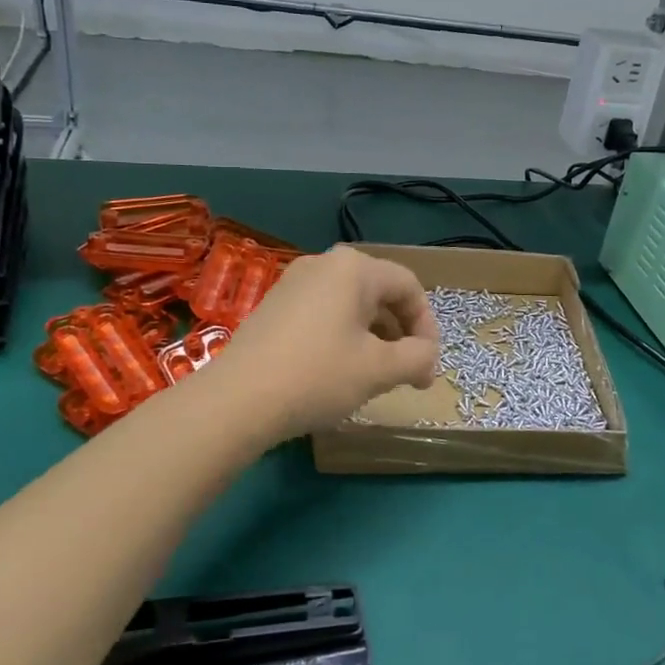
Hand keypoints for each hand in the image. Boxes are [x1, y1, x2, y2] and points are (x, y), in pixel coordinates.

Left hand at [223, 246, 440, 440]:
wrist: (236, 400)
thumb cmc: (318, 376)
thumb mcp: (380, 370)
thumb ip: (418, 357)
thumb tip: (426, 358)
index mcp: (354, 268)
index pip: (409, 287)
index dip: (427, 326)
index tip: (427, 365)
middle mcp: (324, 264)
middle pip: (380, 293)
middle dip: (401, 334)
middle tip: (407, 374)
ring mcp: (294, 283)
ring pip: (351, 305)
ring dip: (374, 338)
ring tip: (376, 377)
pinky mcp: (274, 306)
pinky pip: (324, 314)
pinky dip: (343, 337)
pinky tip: (338, 372)